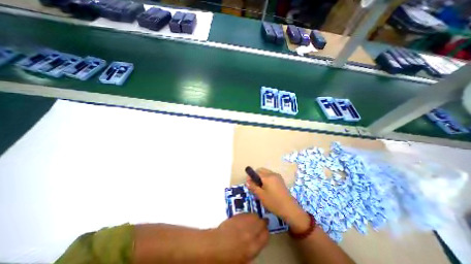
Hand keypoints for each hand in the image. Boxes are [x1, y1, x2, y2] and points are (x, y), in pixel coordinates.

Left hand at [209, 213, 270, 262]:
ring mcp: (244, 223)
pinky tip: (245, 218)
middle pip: (262, 223)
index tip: (264, 230)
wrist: (215, 245)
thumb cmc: (228, 258)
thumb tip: (256, 242)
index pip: (266, 236)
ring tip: (254, 219)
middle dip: (263, 222)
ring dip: (256, 217)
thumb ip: (253, 249)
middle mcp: (251, 233)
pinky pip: (247, 213)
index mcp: (253, 247)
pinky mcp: (238, 216)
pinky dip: (248, 215)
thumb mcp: (244, 259)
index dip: (266, 232)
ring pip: (255, 216)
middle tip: (262, 222)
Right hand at [248, 169, 311, 232]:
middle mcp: (272, 173)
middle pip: (261, 170)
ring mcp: (277, 176)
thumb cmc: (273, 202)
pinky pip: (271, 175)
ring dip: (261, 177)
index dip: (250, 176)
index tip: (248, 182)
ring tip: (260, 187)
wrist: (290, 209)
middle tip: (254, 185)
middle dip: (256, 175)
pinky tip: (267, 187)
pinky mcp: (280, 180)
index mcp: (267, 176)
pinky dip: (266, 178)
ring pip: (266, 172)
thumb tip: (247, 181)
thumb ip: (253, 186)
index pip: (256, 172)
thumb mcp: (261, 195)